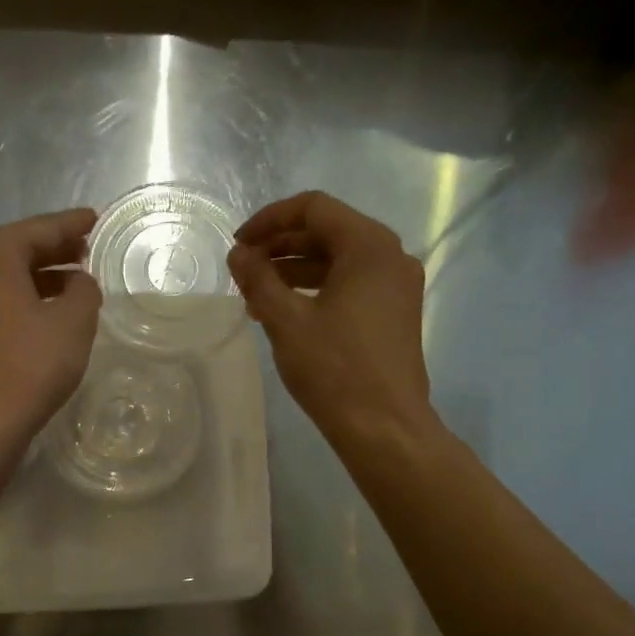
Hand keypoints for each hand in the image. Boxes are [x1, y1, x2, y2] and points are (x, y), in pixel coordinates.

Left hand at [0, 208, 101, 463]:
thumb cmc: (27, 367)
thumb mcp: (73, 323)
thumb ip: (84, 292)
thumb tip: (79, 283)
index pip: (40, 228)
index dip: (72, 224)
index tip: (95, 219)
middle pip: (19, 250)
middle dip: (56, 250)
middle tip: (88, 250)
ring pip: (7, 280)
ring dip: (42, 279)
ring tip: (76, 285)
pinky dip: (25, 302)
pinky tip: (48, 318)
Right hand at [228, 191, 434, 446]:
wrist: (384, 428)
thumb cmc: (335, 369)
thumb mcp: (286, 321)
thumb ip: (258, 279)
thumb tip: (238, 254)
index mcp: (369, 246)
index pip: (314, 208)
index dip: (270, 220)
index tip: (238, 244)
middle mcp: (390, 257)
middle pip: (328, 231)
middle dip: (280, 245)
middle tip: (243, 268)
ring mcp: (396, 287)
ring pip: (338, 261)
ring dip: (294, 269)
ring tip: (255, 293)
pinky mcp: (394, 313)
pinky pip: (350, 285)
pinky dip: (315, 289)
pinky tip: (285, 312)